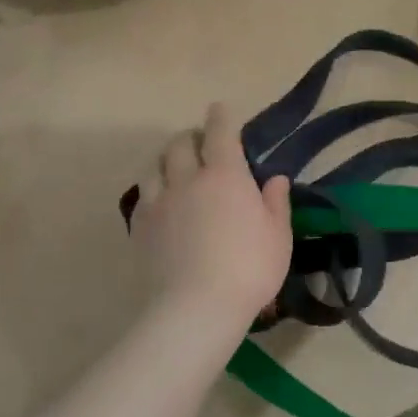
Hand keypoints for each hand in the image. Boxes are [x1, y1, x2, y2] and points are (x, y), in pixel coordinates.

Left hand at [132, 104, 291, 322]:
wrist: (196, 307)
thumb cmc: (250, 268)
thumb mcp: (278, 236)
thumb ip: (275, 202)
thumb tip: (275, 178)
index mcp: (226, 175)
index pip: (220, 132)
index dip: (221, 117)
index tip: (221, 110)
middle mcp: (188, 179)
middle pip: (181, 144)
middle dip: (192, 137)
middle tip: (202, 145)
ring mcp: (158, 202)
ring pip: (155, 166)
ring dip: (168, 160)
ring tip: (177, 169)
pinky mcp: (139, 226)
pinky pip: (143, 194)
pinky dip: (154, 188)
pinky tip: (161, 202)